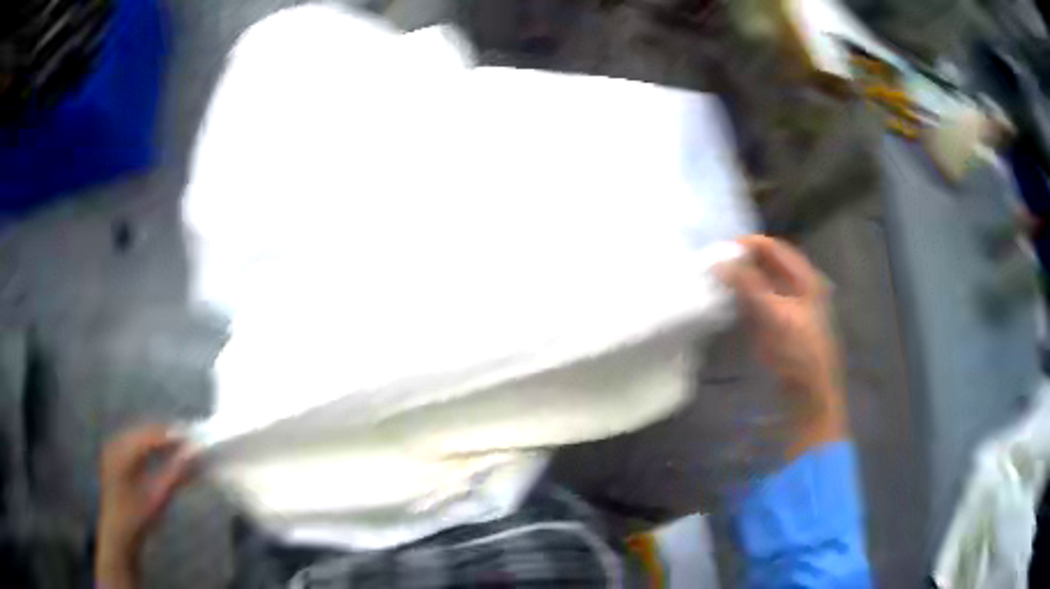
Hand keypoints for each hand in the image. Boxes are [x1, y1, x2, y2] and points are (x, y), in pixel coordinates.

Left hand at [96, 425, 196, 588]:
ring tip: (182, 448)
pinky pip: (137, 446)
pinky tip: (165, 456)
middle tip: (192, 442)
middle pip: (146, 431)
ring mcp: (115, 449)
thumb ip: (176, 472)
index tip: (196, 438)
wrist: (119, 535)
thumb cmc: (137, 516)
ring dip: (162, 442)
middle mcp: (116, 441)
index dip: (174, 434)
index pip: (151, 433)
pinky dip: (153, 448)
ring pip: (142, 437)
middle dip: (169, 436)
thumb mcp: (158, 496)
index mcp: (122, 448)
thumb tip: (196, 452)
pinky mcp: (117, 458)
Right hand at [721, 235, 846, 457]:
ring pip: (762, 283)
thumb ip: (749, 286)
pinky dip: (743, 298)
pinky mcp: (778, 326)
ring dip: (741, 280)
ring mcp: (789, 307)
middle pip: (768, 264)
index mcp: (805, 278)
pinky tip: (727, 302)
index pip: (775, 248)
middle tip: (716, 263)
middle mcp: (798, 287)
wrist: (809, 394)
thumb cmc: (799, 352)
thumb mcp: (775, 315)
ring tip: (716, 279)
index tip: (722, 248)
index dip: (750, 244)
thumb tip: (720, 262)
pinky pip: (758, 303)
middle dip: (743, 261)